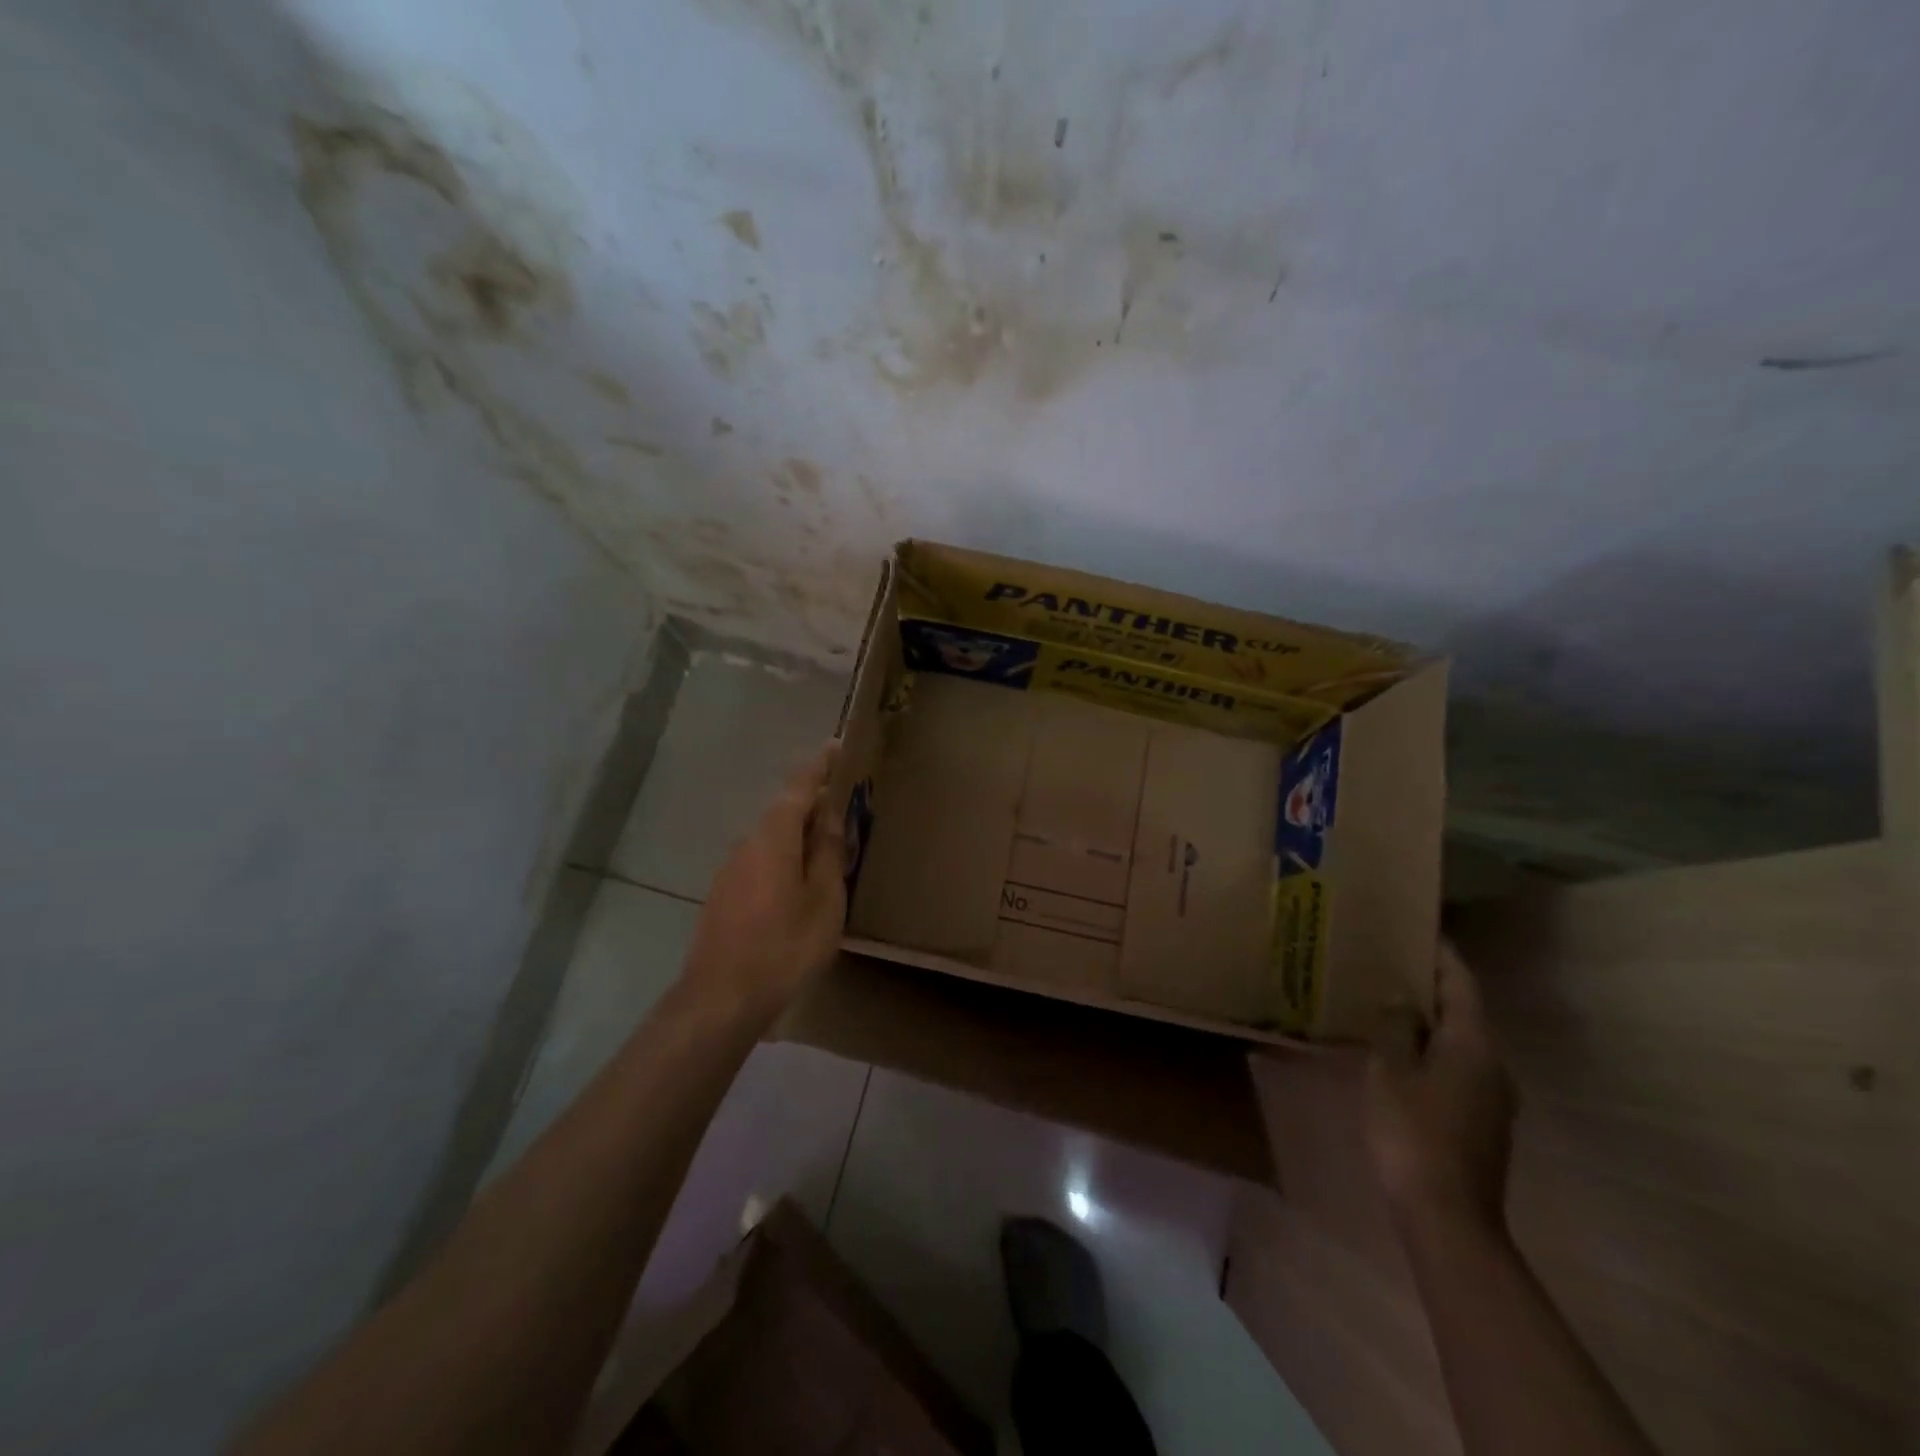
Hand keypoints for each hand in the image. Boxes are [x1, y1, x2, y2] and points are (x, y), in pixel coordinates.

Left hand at [680, 743, 846, 1026]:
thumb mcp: (824, 900)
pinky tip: (798, 888)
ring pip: (772, 840)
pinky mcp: (722, 896)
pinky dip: (784, 860)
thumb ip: (829, 853)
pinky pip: (760, 863)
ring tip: (829, 853)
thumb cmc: (784, 946)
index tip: (838, 747)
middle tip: (846, 811)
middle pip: (784, 812)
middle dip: (814, 806)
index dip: (820, 765)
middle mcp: (747, 843)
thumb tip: (832, 815)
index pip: (799, 786)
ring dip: (799, 837)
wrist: (720, 998)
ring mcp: (730, 870)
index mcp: (774, 837)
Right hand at [1365, 940, 1516, 1238]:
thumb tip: (1401, 1000)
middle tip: (1389, 964)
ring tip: (1387, 1004)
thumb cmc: (1413, 1132)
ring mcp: (1492, 1097)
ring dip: (1428, 1021)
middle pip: (1463, 1011)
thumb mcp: (1389, 1071)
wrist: (1446, 1216)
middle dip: (1429, 986)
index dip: (1440, 954)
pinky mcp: (1481, 1122)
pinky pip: (1456, 1068)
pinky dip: (1430, 1050)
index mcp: (1473, 1044)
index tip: (1417, 928)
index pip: (1461, 983)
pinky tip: (1398, 1054)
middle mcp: (1493, 1065)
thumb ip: (1394, 1028)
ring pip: (1459, 1042)